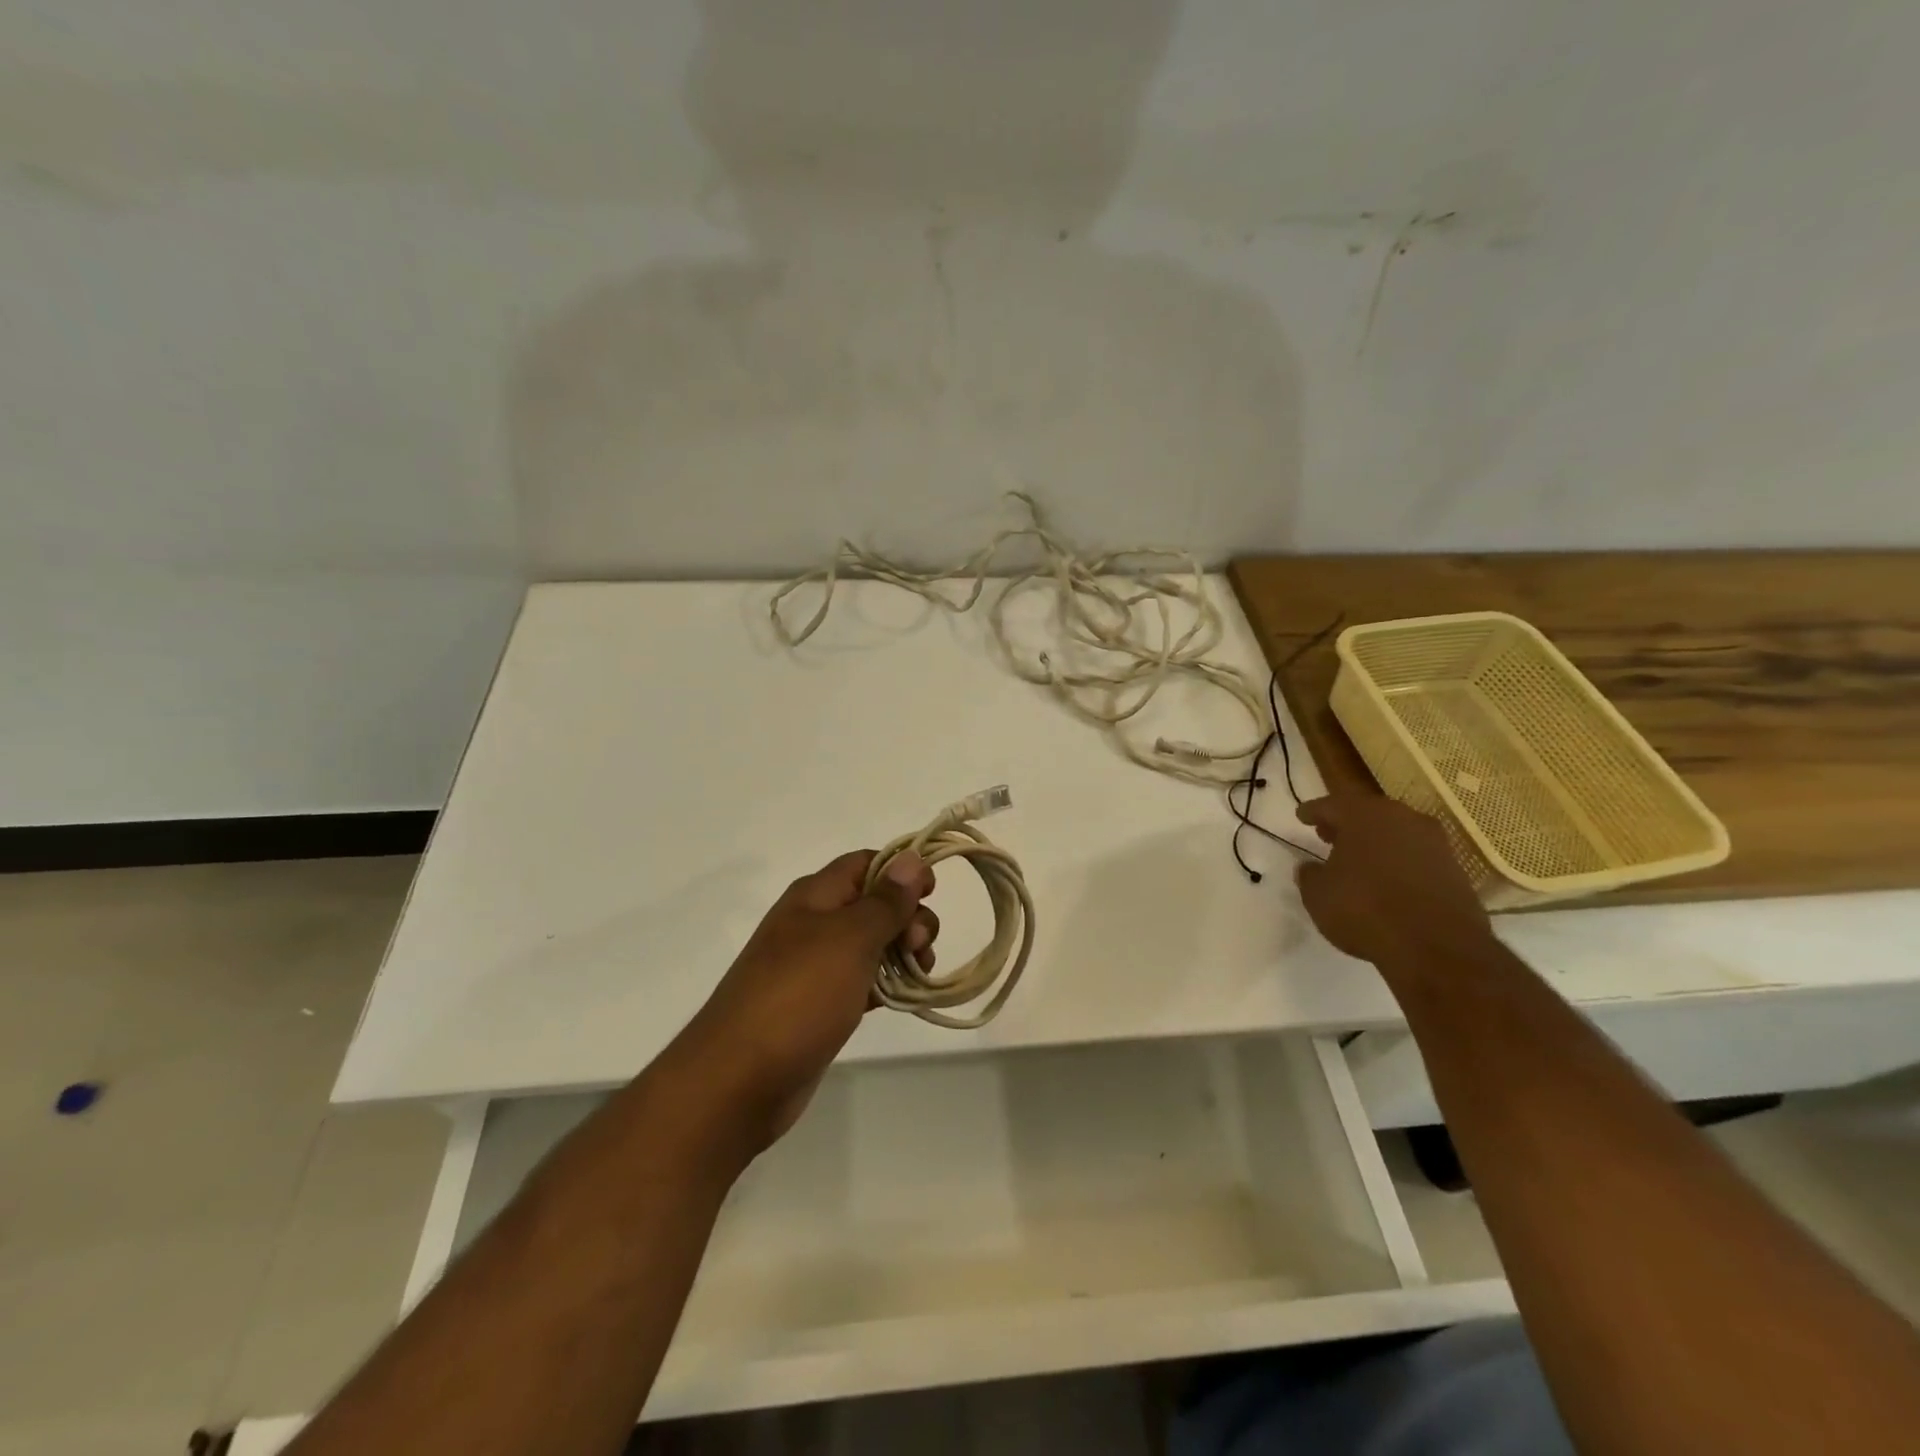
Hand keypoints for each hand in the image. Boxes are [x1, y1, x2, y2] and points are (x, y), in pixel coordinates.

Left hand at [672, 849, 936, 1148]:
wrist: (738, 1079)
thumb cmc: (799, 996)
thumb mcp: (850, 939)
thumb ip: (885, 901)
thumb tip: (912, 858)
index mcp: (814, 896)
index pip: (866, 863)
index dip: (902, 870)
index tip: (934, 894)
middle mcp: (813, 923)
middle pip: (872, 903)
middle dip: (907, 917)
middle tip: (921, 948)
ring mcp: (814, 966)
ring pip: (870, 944)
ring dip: (902, 952)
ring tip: (920, 976)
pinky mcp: (818, 1005)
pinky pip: (861, 981)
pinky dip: (885, 984)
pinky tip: (903, 999)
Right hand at [1294, 795, 1492, 968]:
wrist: (1437, 947)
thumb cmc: (1364, 910)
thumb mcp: (1318, 895)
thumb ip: (1310, 875)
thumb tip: (1311, 867)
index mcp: (1363, 815)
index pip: (1331, 805)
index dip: (1313, 811)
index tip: (1302, 816)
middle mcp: (1401, 818)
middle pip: (1367, 813)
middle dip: (1346, 824)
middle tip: (1328, 835)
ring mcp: (1434, 842)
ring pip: (1395, 833)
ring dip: (1376, 842)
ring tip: (1358, 860)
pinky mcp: (1455, 869)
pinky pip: (1416, 856)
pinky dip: (1399, 862)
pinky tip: (1388, 880)